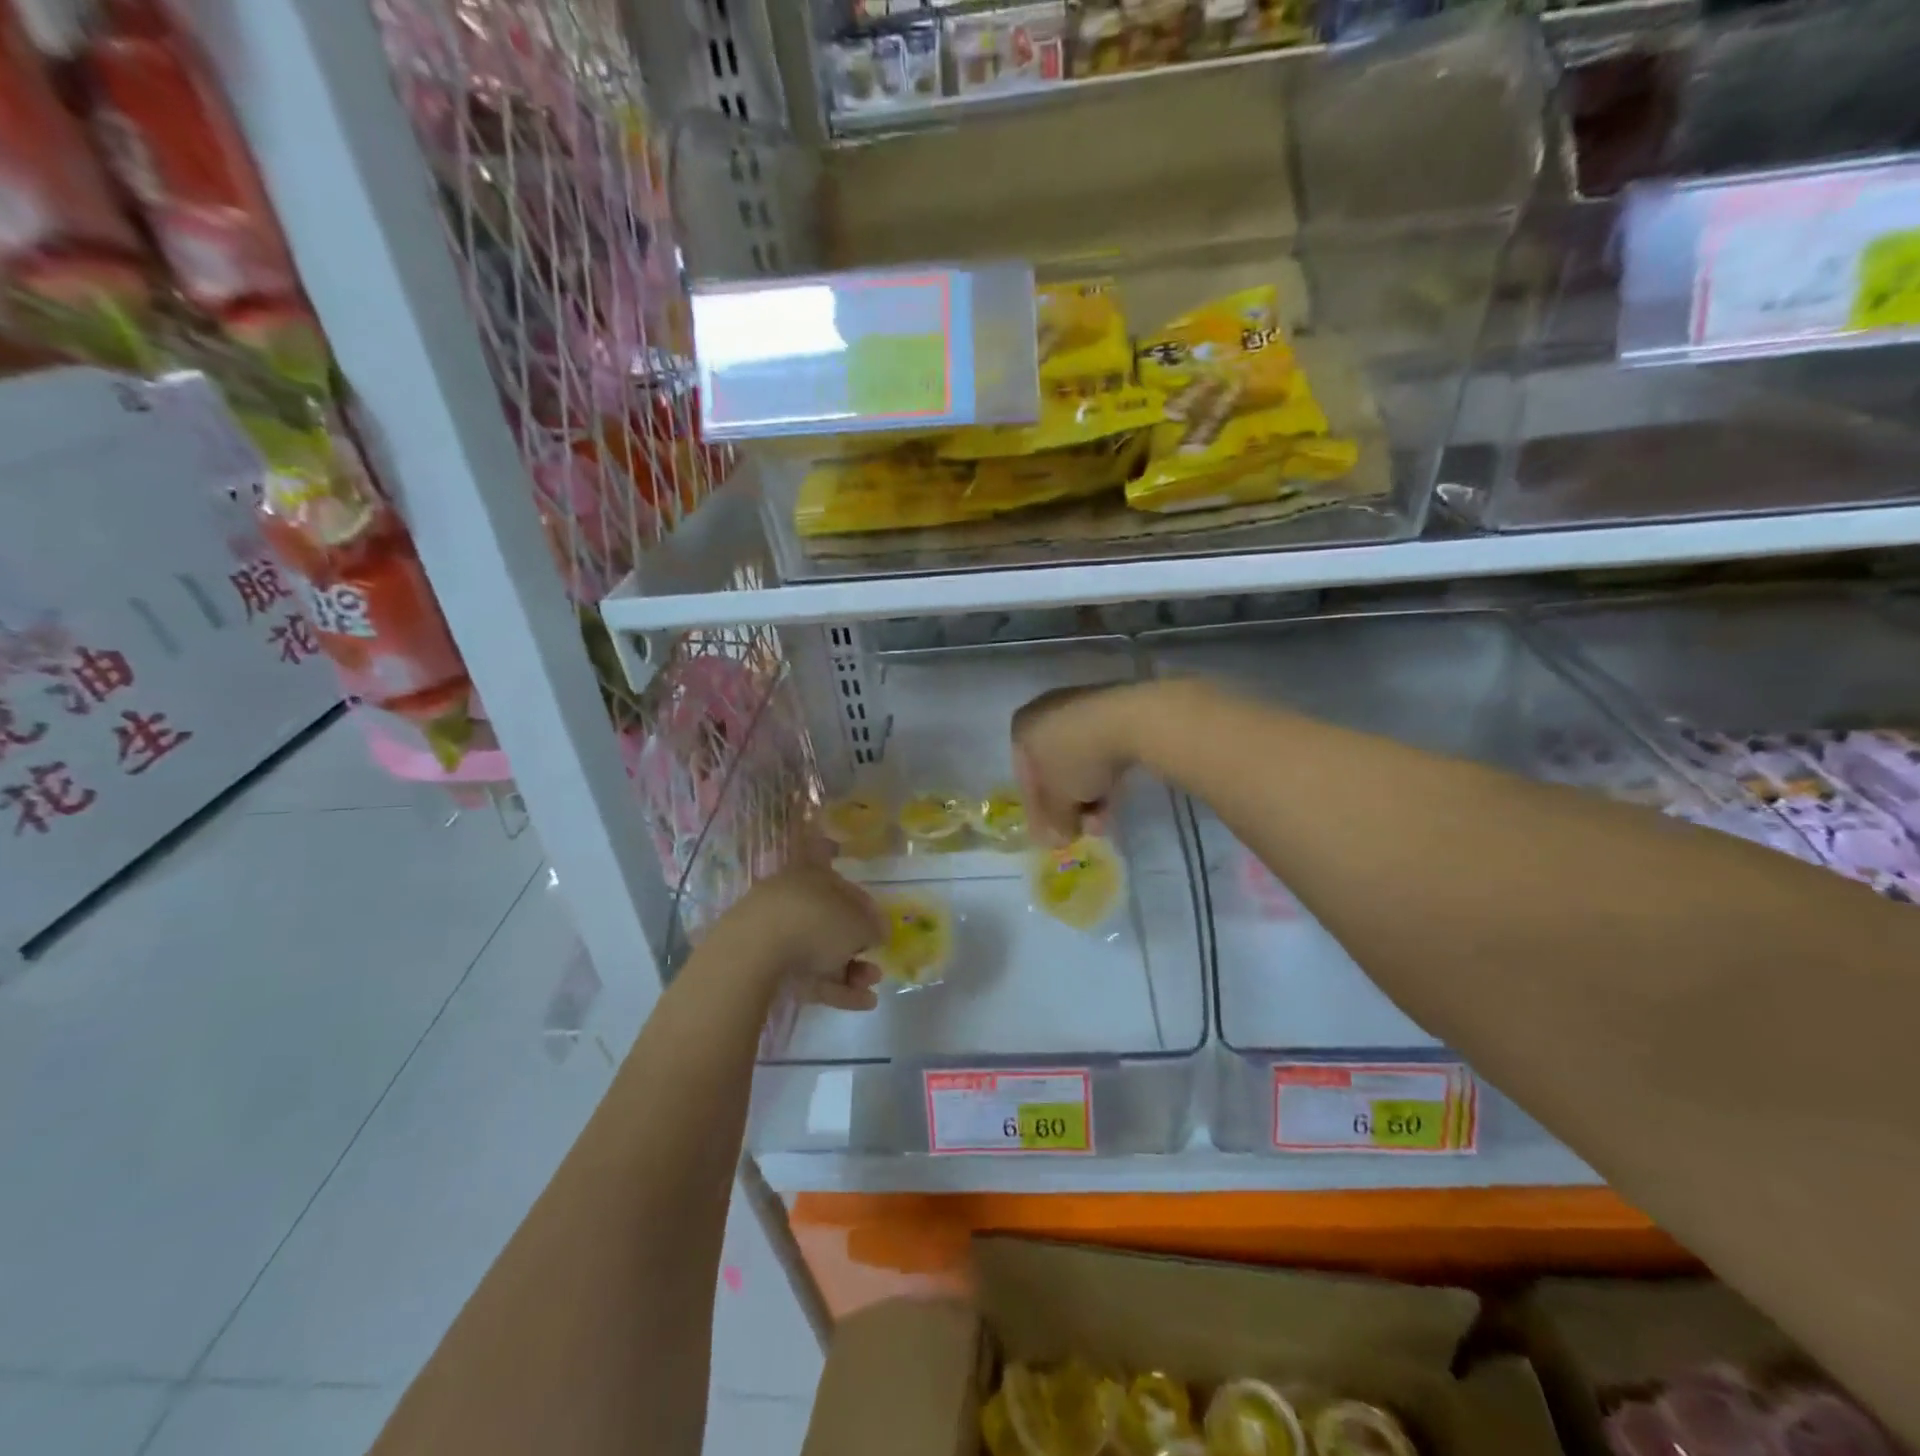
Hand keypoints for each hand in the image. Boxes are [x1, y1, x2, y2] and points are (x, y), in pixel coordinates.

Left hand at [717, 862, 888, 1010]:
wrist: (756, 950)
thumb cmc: (817, 921)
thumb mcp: (859, 923)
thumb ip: (873, 927)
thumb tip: (877, 931)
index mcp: (815, 876)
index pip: (846, 890)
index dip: (868, 912)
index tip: (881, 934)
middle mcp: (796, 899)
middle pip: (832, 925)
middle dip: (857, 949)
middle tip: (875, 967)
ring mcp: (777, 933)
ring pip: (820, 952)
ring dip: (849, 971)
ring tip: (871, 989)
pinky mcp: (766, 965)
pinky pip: (807, 974)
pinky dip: (833, 987)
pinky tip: (860, 1003)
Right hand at [1012, 683, 1152, 845]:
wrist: (1130, 719)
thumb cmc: (1078, 759)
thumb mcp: (1059, 801)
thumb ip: (1053, 822)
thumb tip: (1057, 838)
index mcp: (1022, 729)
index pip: (1025, 779)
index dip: (1040, 814)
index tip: (1055, 837)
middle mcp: (1045, 713)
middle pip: (1053, 770)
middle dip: (1069, 805)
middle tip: (1084, 830)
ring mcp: (1079, 707)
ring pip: (1078, 761)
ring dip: (1089, 795)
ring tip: (1105, 820)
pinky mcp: (1112, 708)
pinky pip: (1099, 748)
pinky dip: (1104, 773)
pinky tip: (1116, 796)